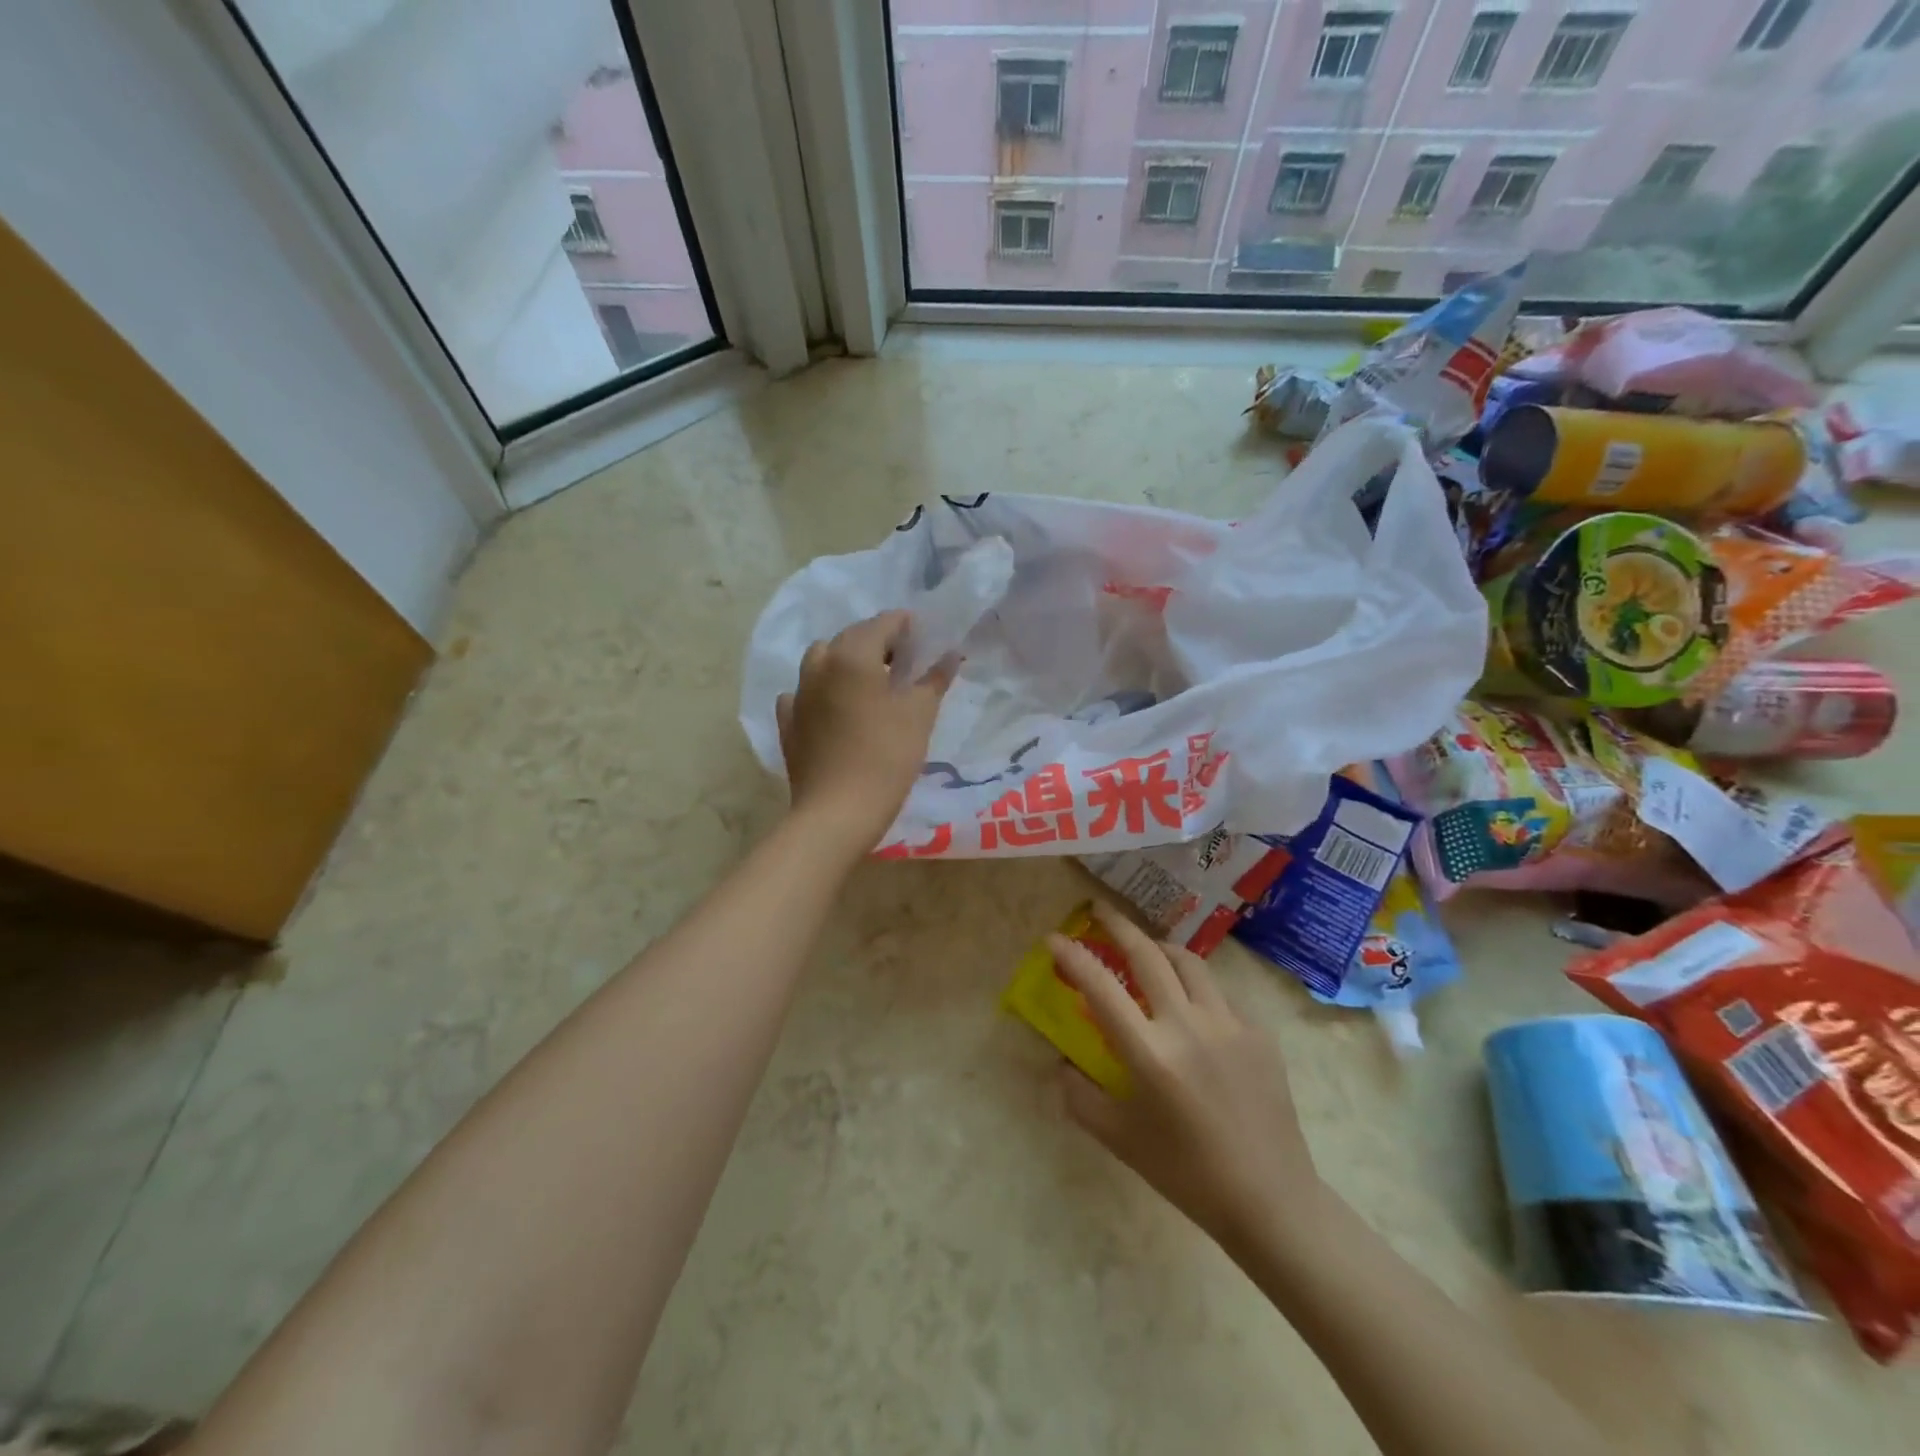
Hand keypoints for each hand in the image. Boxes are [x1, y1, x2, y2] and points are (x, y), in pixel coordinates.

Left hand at [776, 611, 956, 855]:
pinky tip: (835, 709)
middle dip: (878, 642)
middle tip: (905, 663)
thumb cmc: (886, 757)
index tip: (926, 640)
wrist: (837, 812)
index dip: (907, 626)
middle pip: (851, 638)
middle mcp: (820, 666)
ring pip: (822, 661)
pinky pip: (803, 694)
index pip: (883, 623)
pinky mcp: (789, 723)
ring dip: (846, 662)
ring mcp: (799, 695)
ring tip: (870, 684)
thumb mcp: (920, 715)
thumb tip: (950, 654)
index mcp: (852, 655)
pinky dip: (821, 692)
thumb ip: (934, 679)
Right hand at [1048, 902, 1325, 1254]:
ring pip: (1189, 962)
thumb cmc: (1186, 1173)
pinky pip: (1219, 996)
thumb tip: (1062, 1065)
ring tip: (1148, 950)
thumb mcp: (1120, 1139)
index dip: (1073, 957)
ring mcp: (1228, 1024)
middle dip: (1118, 925)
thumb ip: (1080, 1097)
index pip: (1101, 987)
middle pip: (1147, 955)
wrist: (1269, 1199)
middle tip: (1100, 911)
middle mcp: (1188, 1025)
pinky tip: (1194, 1014)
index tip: (1054, 938)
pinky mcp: (1258, 1033)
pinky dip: (1197, 991)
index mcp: (1150, 1053)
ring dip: (1160, 948)